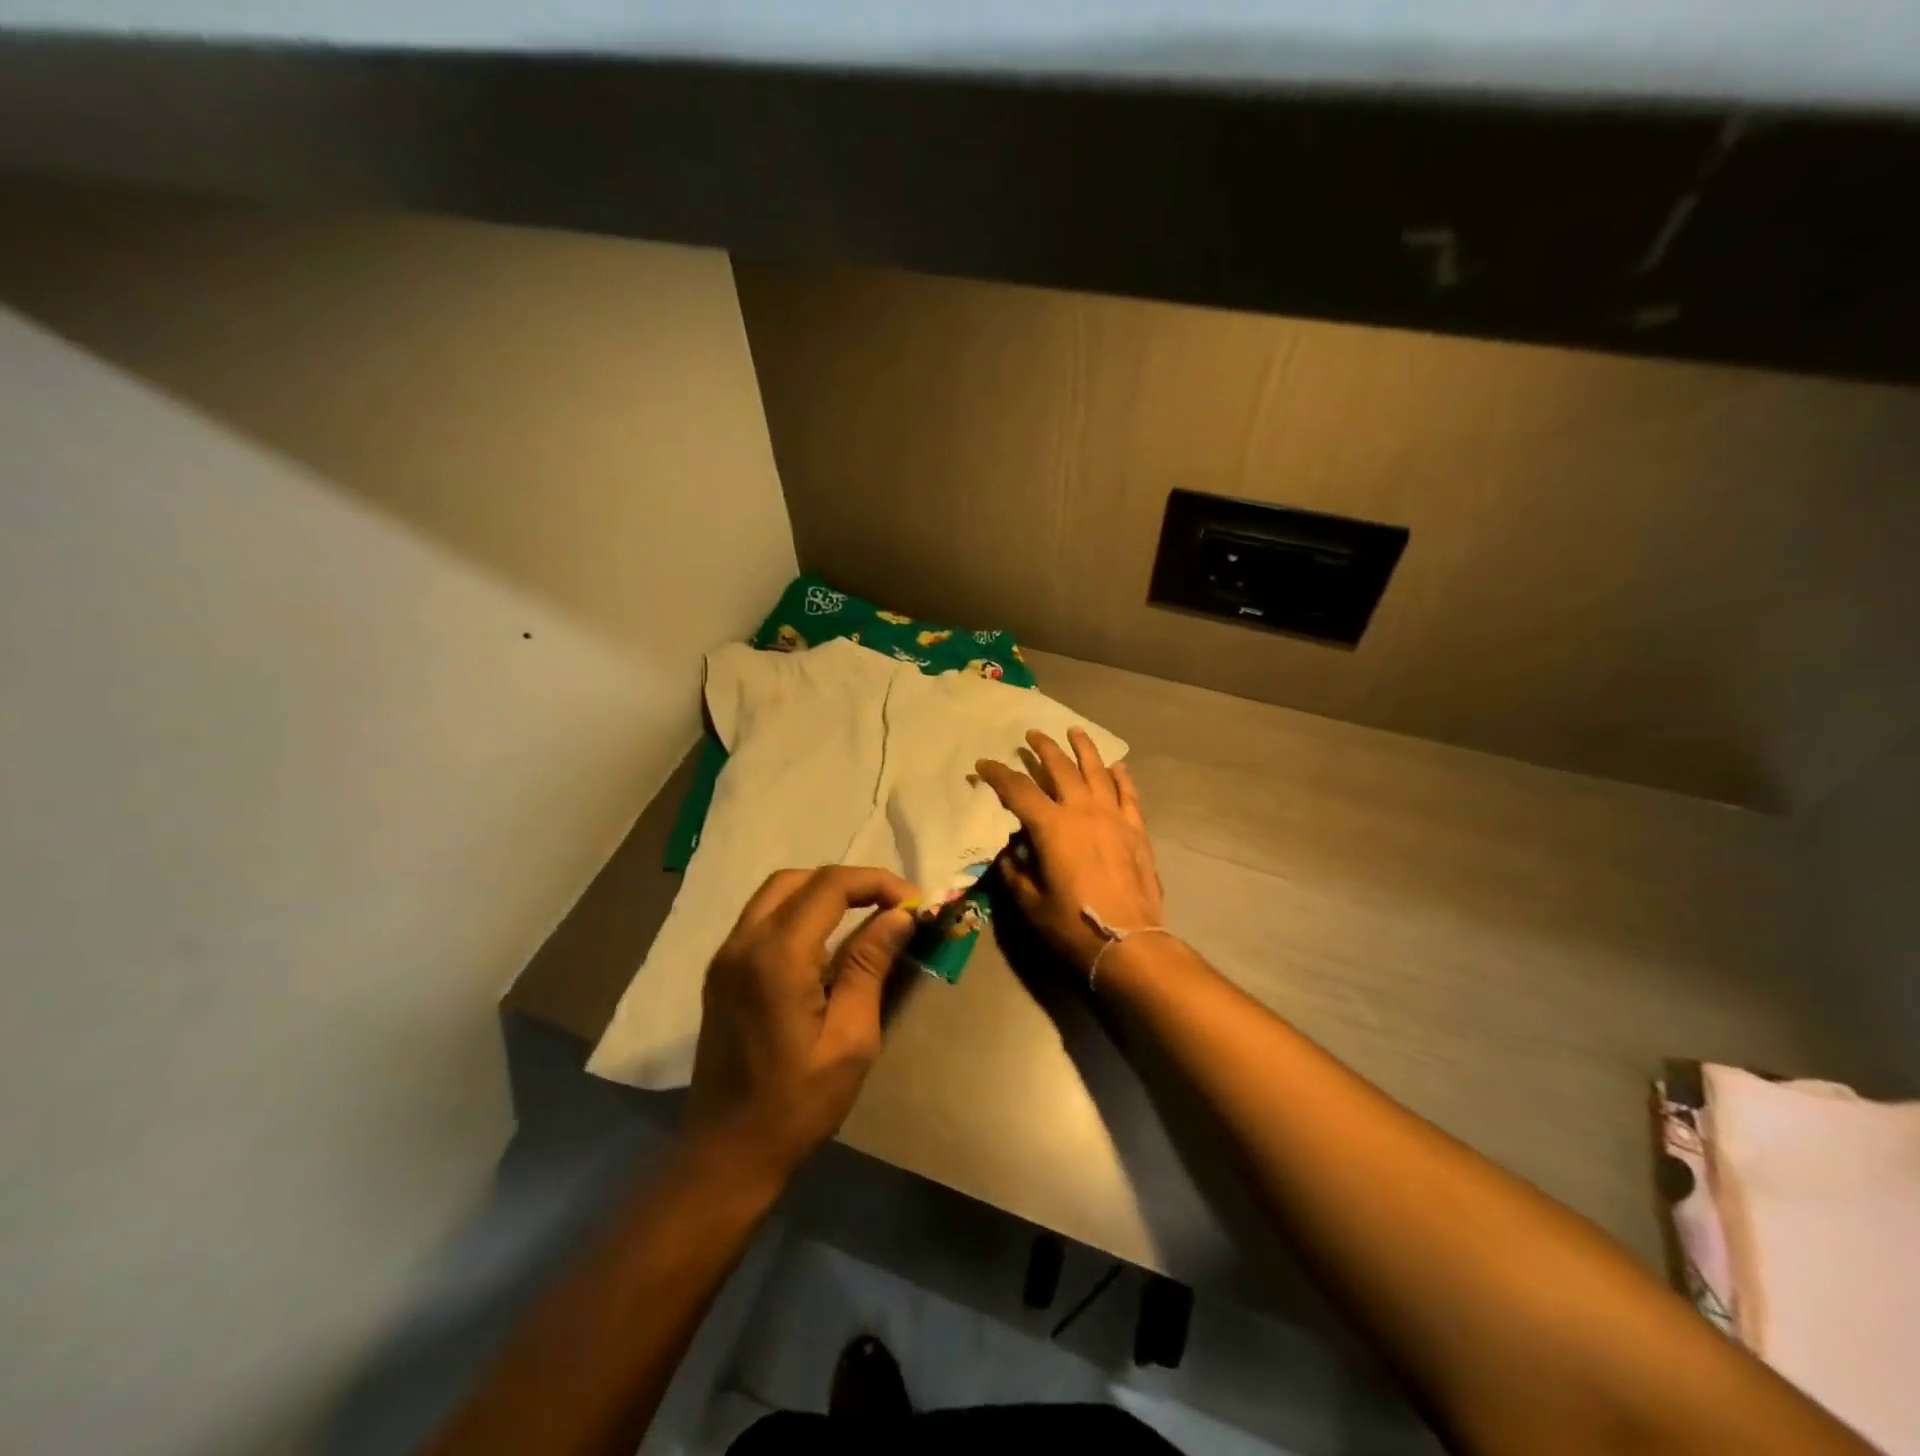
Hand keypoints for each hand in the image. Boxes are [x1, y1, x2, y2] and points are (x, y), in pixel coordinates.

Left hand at [685, 865, 918, 1186]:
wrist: (727, 1152)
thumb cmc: (797, 1104)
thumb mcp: (851, 1040)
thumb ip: (869, 966)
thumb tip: (900, 915)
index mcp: (777, 958)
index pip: (831, 887)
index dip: (877, 883)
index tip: (913, 903)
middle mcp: (744, 943)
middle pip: (801, 879)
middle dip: (851, 882)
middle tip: (890, 906)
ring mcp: (726, 955)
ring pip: (778, 892)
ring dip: (822, 892)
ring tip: (864, 916)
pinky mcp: (722, 971)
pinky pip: (763, 917)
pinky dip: (799, 911)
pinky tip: (826, 940)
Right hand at [975, 728, 1163, 976]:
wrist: (1129, 941)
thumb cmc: (1073, 925)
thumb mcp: (1031, 903)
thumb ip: (1016, 872)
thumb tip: (1010, 851)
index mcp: (1052, 826)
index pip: (1018, 790)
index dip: (997, 775)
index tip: (983, 765)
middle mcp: (1083, 811)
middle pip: (1060, 768)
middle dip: (1043, 748)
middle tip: (1031, 735)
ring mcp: (1114, 817)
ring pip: (1098, 771)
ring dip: (1084, 748)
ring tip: (1075, 731)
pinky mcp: (1136, 830)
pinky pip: (1128, 793)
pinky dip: (1121, 776)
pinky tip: (1116, 766)